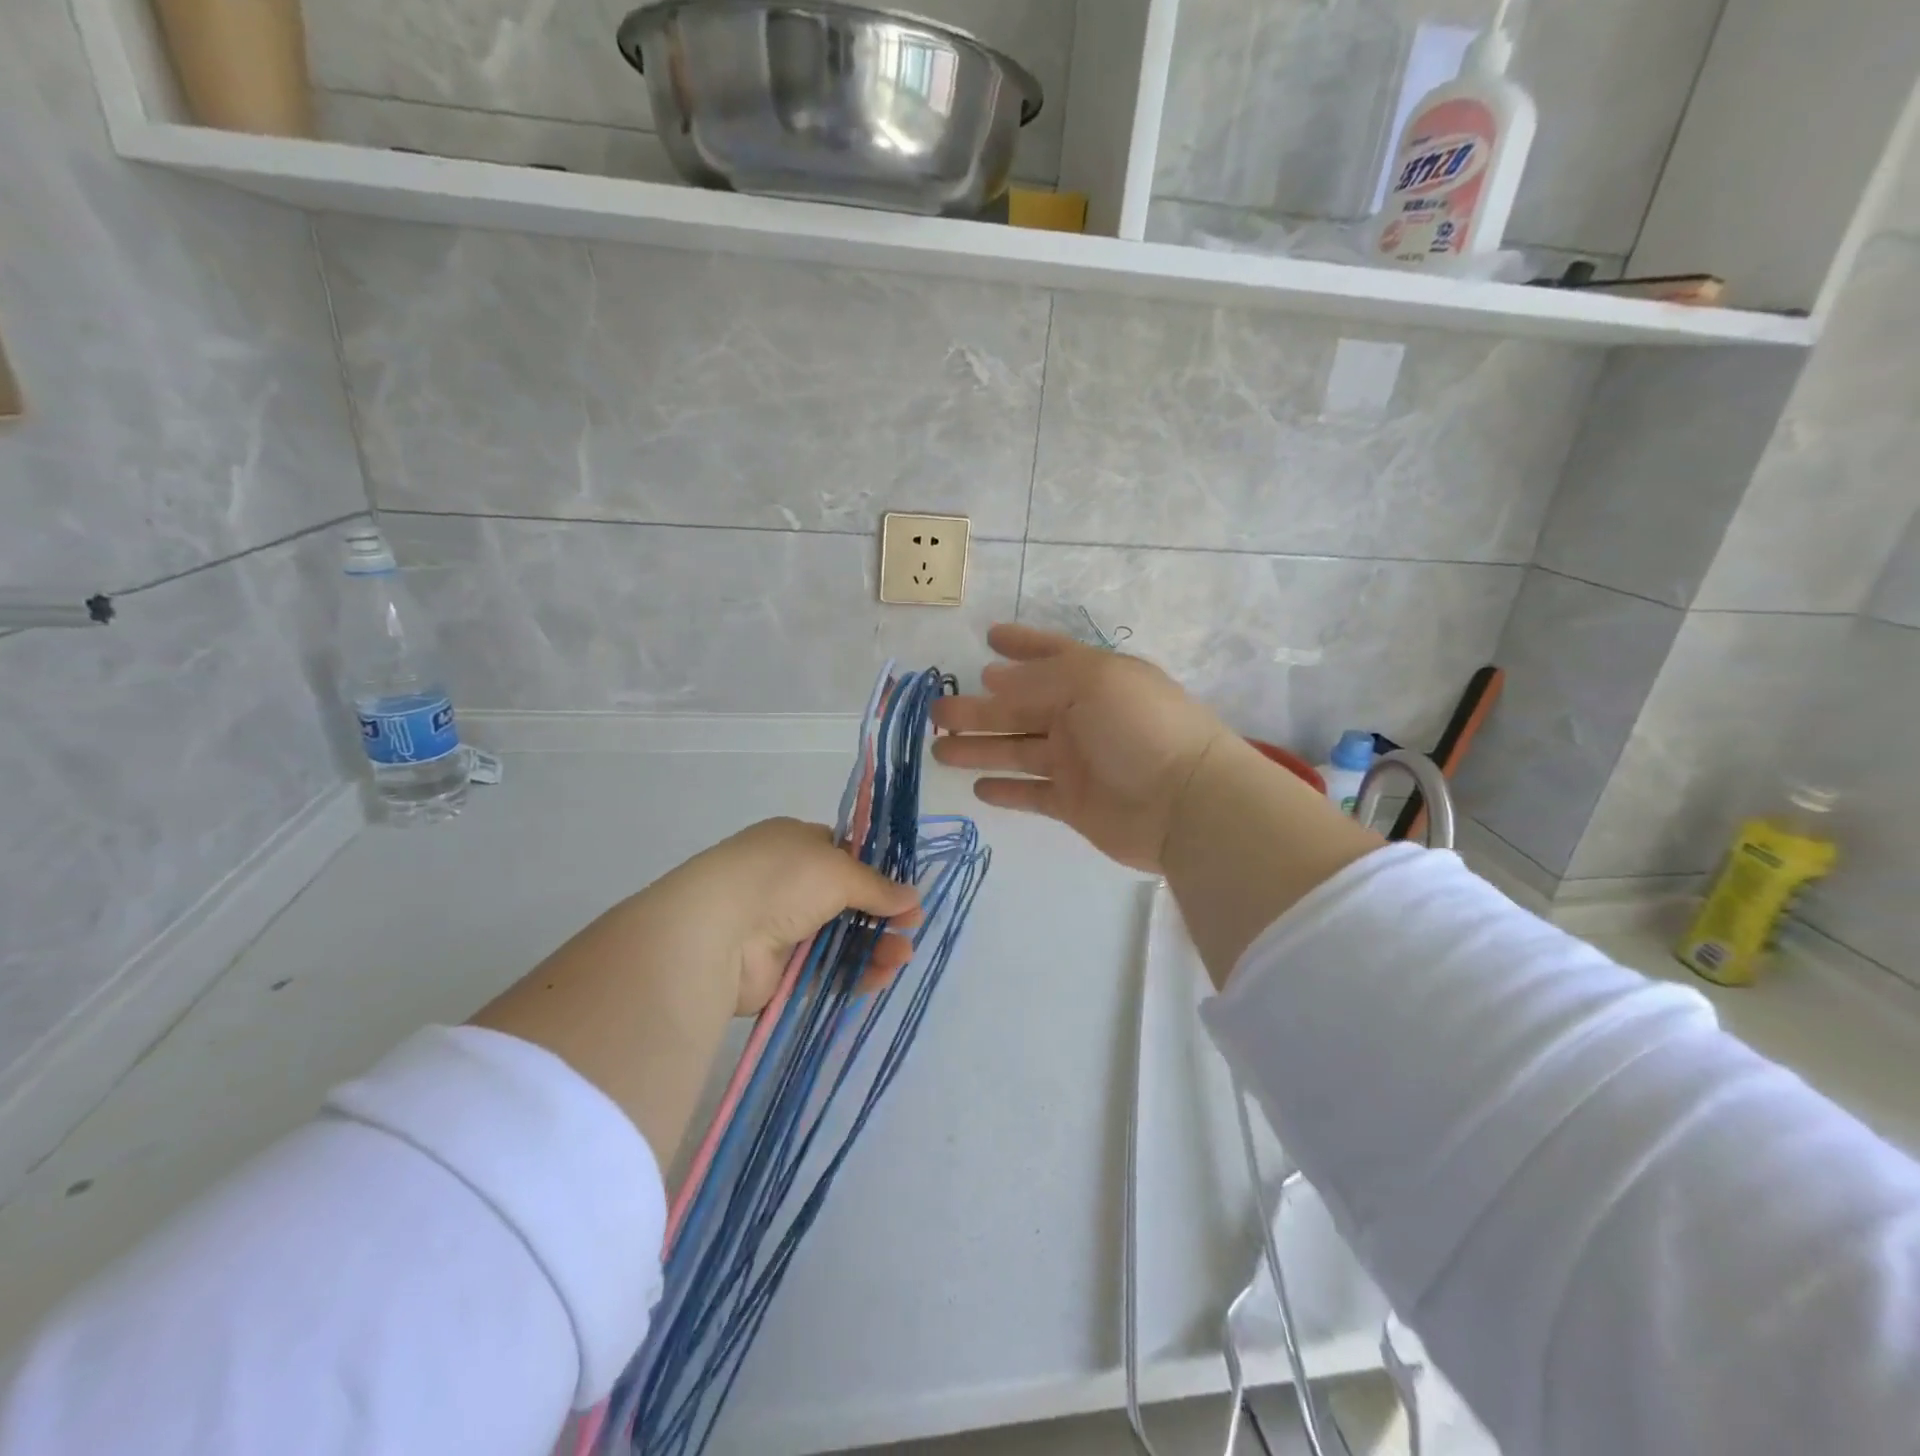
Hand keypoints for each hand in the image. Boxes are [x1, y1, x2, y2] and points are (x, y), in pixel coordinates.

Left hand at [664, 818, 922, 1012]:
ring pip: (840, 937)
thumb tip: (912, 897)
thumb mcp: (838, 870)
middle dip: (882, 914)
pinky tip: (881, 976)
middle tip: (912, 928)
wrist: (716, 932)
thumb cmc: (781, 880)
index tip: (906, 892)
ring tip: (903, 956)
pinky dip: (854, 972)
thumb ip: (877, 886)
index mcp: (796, 843)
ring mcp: (783, 926)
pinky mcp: (781, 969)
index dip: (877, 873)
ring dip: (874, 945)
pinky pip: (826, 969)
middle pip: (847, 900)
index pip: (844, 854)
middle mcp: (789, 882)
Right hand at [931, 623, 1233, 873]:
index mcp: (1092, 679)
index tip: (987, 637)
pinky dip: (1006, 790)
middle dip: (978, 708)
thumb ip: (1038, 680)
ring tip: (939, 750)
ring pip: (1016, 750)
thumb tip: (993, 677)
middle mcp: (1082, 717)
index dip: (1020, 644)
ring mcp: (1077, 762)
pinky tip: (977, 788)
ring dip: (979, 748)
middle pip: (1020, 709)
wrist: (1185, 803)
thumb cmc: (1140, 728)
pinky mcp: (1073, 804)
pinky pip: (1031, 793)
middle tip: (936, 711)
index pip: (1049, 655)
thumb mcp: (1091, 683)